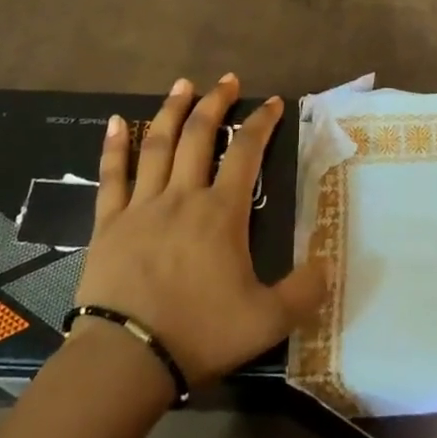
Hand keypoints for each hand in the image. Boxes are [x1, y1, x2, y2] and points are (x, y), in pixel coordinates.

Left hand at [74, 74, 326, 388]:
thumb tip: (328, 264)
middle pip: (199, 135)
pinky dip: (114, 146)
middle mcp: (182, 196)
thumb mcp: (268, 320)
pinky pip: (112, 175)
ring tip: (182, 85)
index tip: (272, 102)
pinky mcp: (108, 222)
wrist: (127, 357)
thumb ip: (303, 291)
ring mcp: (142, 205)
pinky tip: (114, 121)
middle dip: (216, 103)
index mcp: (221, 212)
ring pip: (157, 144)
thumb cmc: (200, 333)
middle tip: (227, 80)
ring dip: (171, 111)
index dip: (261, 123)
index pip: (246, 153)